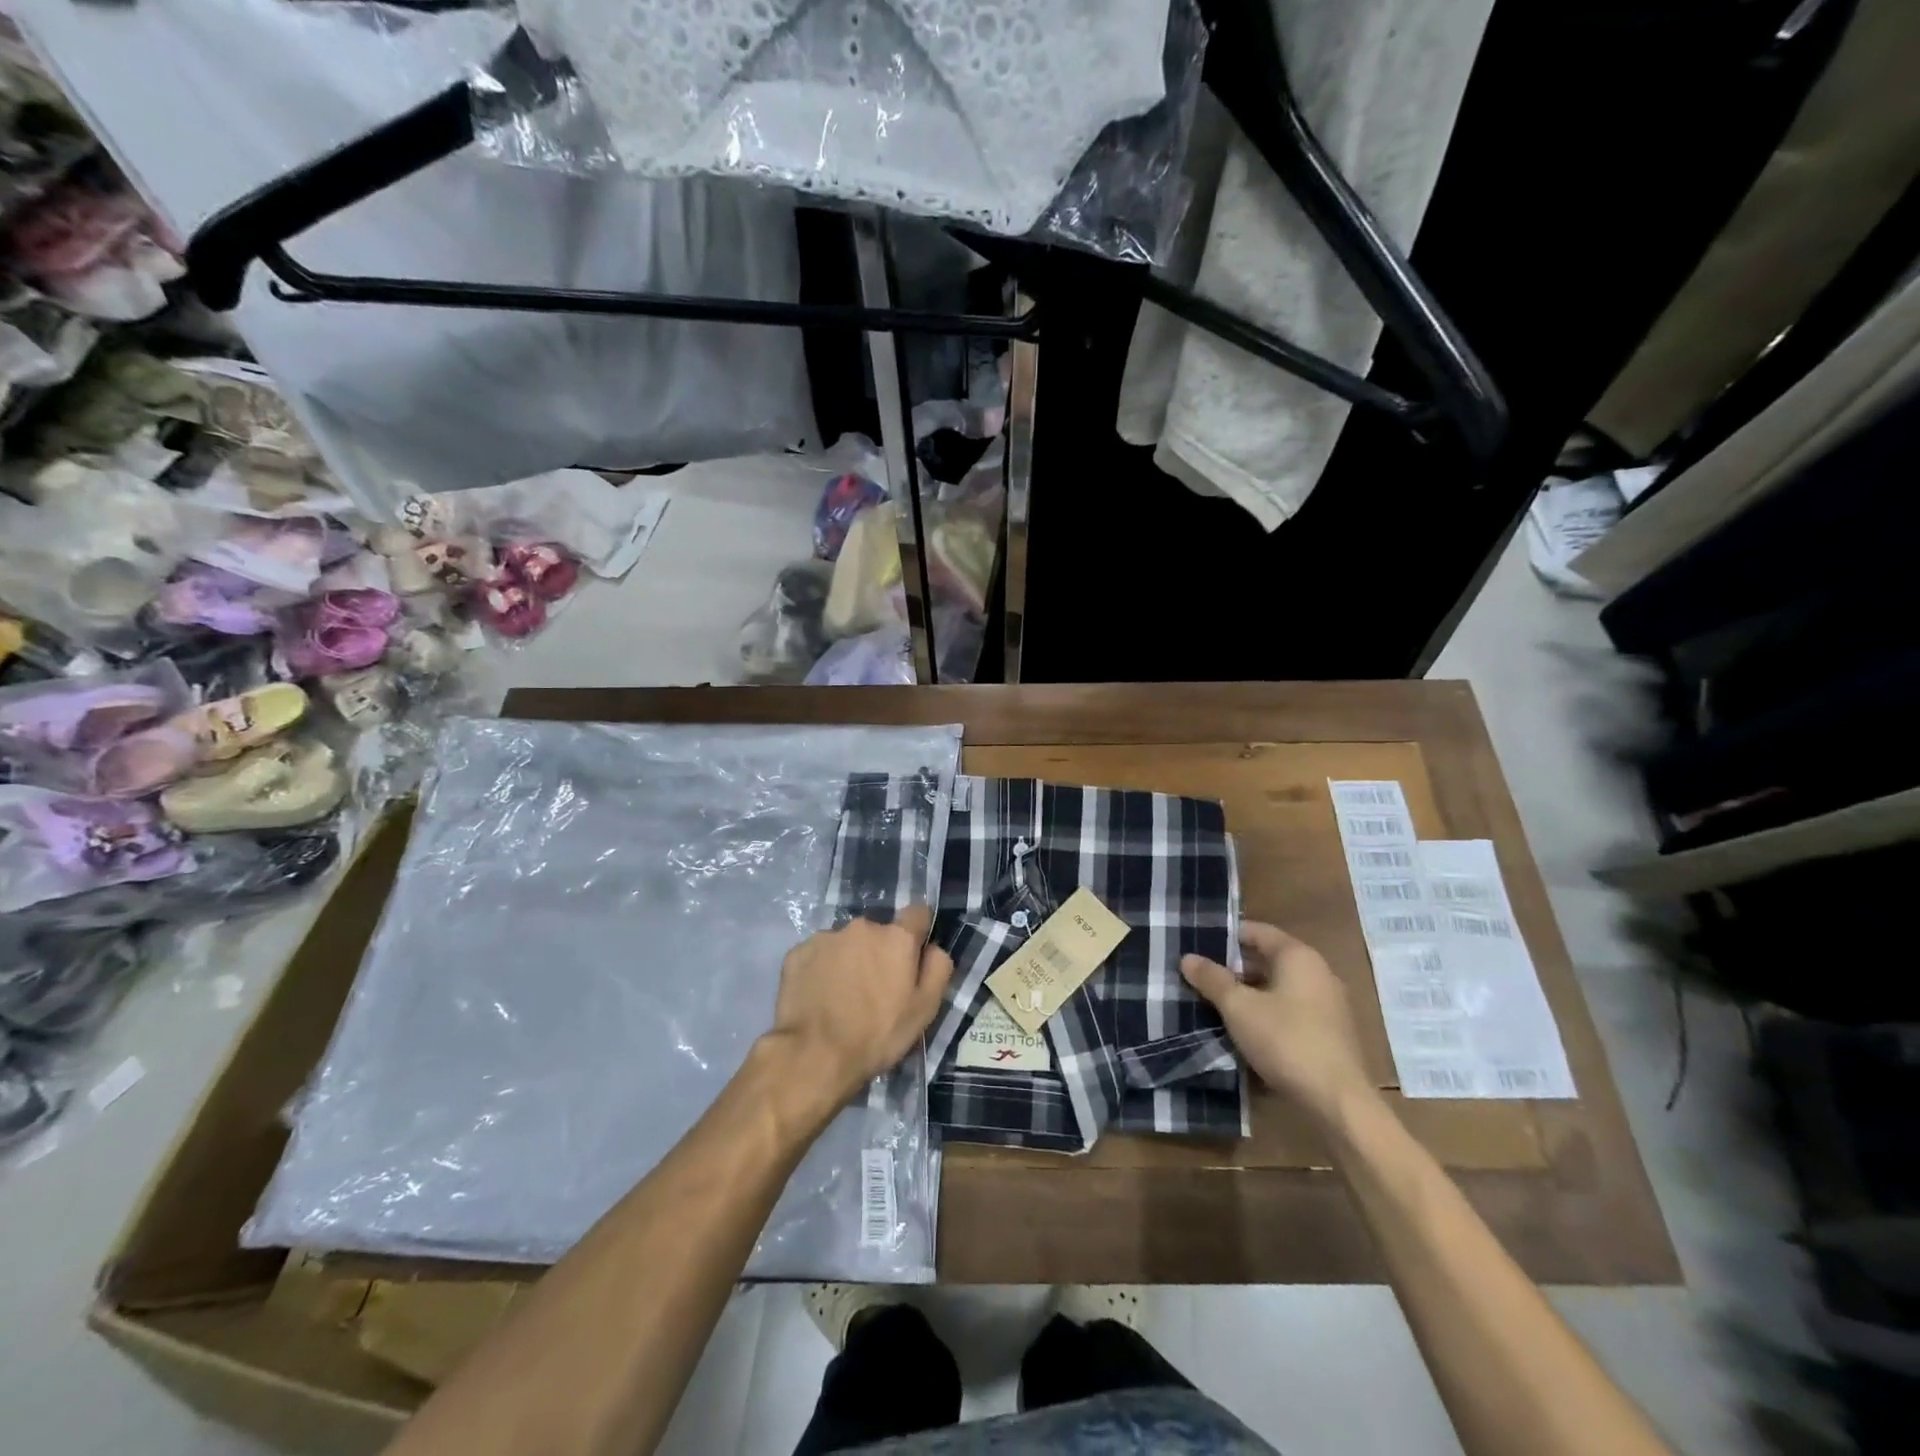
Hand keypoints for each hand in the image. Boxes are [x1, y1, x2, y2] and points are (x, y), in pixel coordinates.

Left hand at [766, 904, 953, 1108]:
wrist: (814, 1055)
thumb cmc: (877, 1034)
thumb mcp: (925, 1009)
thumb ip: (938, 968)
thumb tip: (934, 948)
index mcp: (896, 937)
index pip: (917, 913)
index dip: (917, 932)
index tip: (912, 956)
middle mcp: (862, 926)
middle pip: (878, 932)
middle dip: (879, 952)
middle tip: (874, 988)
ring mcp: (826, 937)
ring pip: (846, 943)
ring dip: (849, 960)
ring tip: (842, 996)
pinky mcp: (798, 952)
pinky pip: (818, 954)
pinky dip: (821, 969)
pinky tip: (818, 997)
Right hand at [1181, 921, 1374, 1123]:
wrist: (1338, 1102)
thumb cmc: (1286, 1041)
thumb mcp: (1239, 1008)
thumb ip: (1212, 979)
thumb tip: (1188, 958)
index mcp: (1298, 956)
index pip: (1257, 931)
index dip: (1226, 936)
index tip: (1198, 946)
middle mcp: (1318, 972)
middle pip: (1268, 958)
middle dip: (1234, 967)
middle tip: (1201, 977)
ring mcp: (1328, 1003)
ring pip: (1279, 986)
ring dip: (1250, 992)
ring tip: (1216, 1003)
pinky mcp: (1331, 1032)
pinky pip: (1292, 1009)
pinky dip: (1268, 1012)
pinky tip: (1246, 1030)